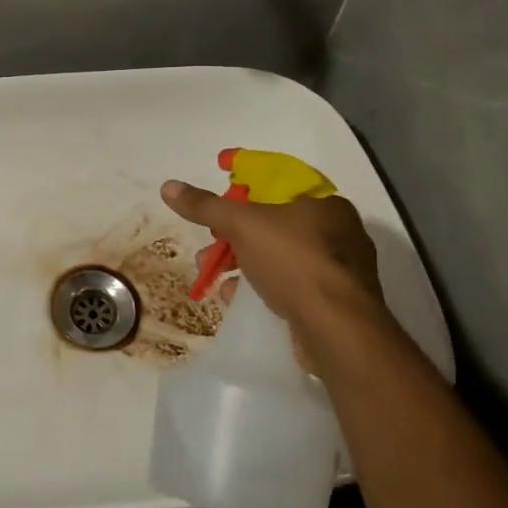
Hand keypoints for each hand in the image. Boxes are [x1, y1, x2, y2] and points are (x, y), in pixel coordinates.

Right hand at [160, 179, 391, 352]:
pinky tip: (234, 295)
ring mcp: (338, 270)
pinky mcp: (333, 303)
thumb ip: (205, 206)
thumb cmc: (293, 261)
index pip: (280, 180)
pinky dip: (259, 286)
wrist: (336, 329)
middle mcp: (337, 232)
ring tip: (211, 273)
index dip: (245, 178)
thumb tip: (169, 187)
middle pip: (275, 221)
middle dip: (234, 230)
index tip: (219, 182)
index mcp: (324, 203)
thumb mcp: (242, 224)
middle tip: (211, 238)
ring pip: (279, 255)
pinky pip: (289, 285)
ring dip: (241, 260)